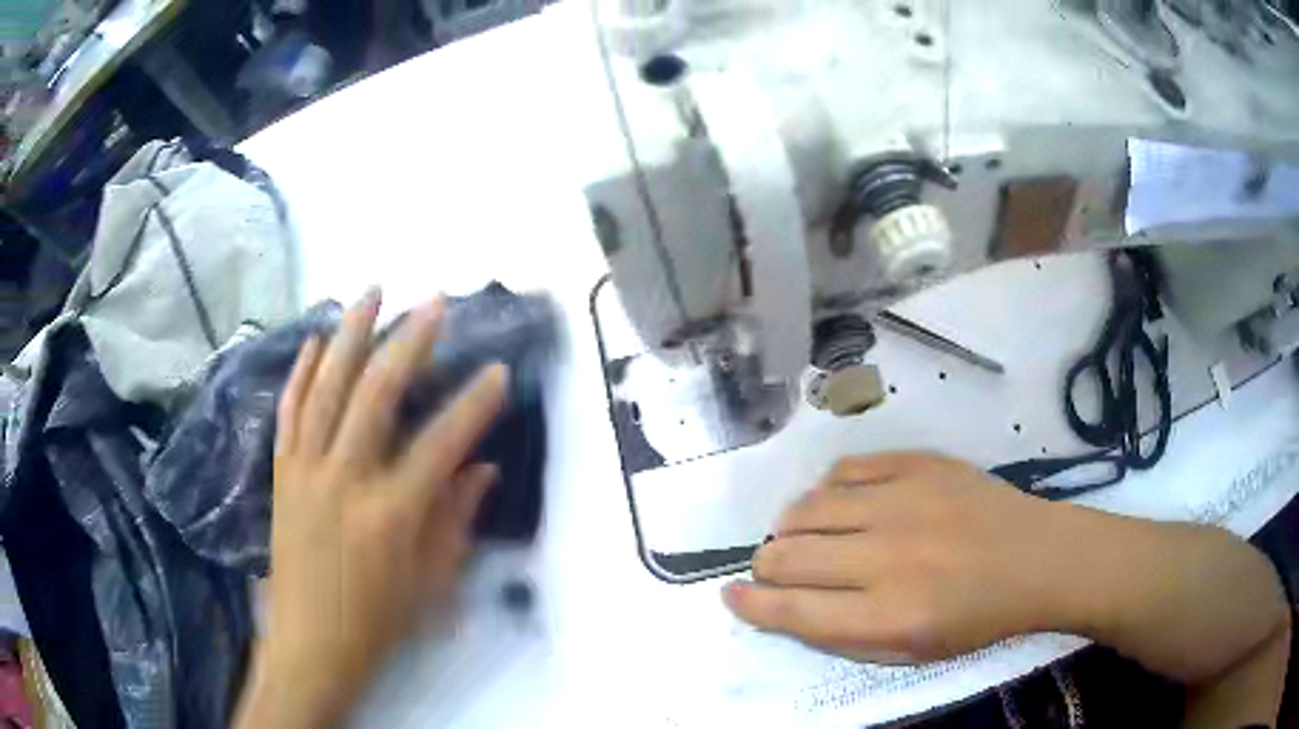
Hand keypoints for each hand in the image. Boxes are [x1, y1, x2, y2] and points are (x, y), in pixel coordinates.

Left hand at [235, 289, 507, 728]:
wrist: (310, 645)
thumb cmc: (378, 623)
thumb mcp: (432, 582)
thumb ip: (456, 519)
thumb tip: (482, 468)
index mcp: (391, 514)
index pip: (441, 444)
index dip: (474, 404)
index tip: (498, 371)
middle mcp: (344, 480)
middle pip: (376, 394)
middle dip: (408, 342)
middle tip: (432, 303)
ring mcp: (305, 471)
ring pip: (326, 387)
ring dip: (349, 335)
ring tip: (371, 293)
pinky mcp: (282, 474)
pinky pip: (290, 411)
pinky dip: (301, 371)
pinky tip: (313, 340)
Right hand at [723, 452, 1066, 662]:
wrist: (1034, 558)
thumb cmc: (974, 618)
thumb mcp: (909, 652)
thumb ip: (843, 637)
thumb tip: (785, 608)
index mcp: (888, 616)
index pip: (793, 609)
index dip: (751, 603)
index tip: (732, 595)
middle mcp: (888, 557)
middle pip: (789, 554)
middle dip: (766, 565)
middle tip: (775, 568)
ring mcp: (904, 501)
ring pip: (808, 506)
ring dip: (791, 526)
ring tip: (803, 535)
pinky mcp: (918, 464)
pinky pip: (846, 469)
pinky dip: (830, 490)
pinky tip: (841, 503)